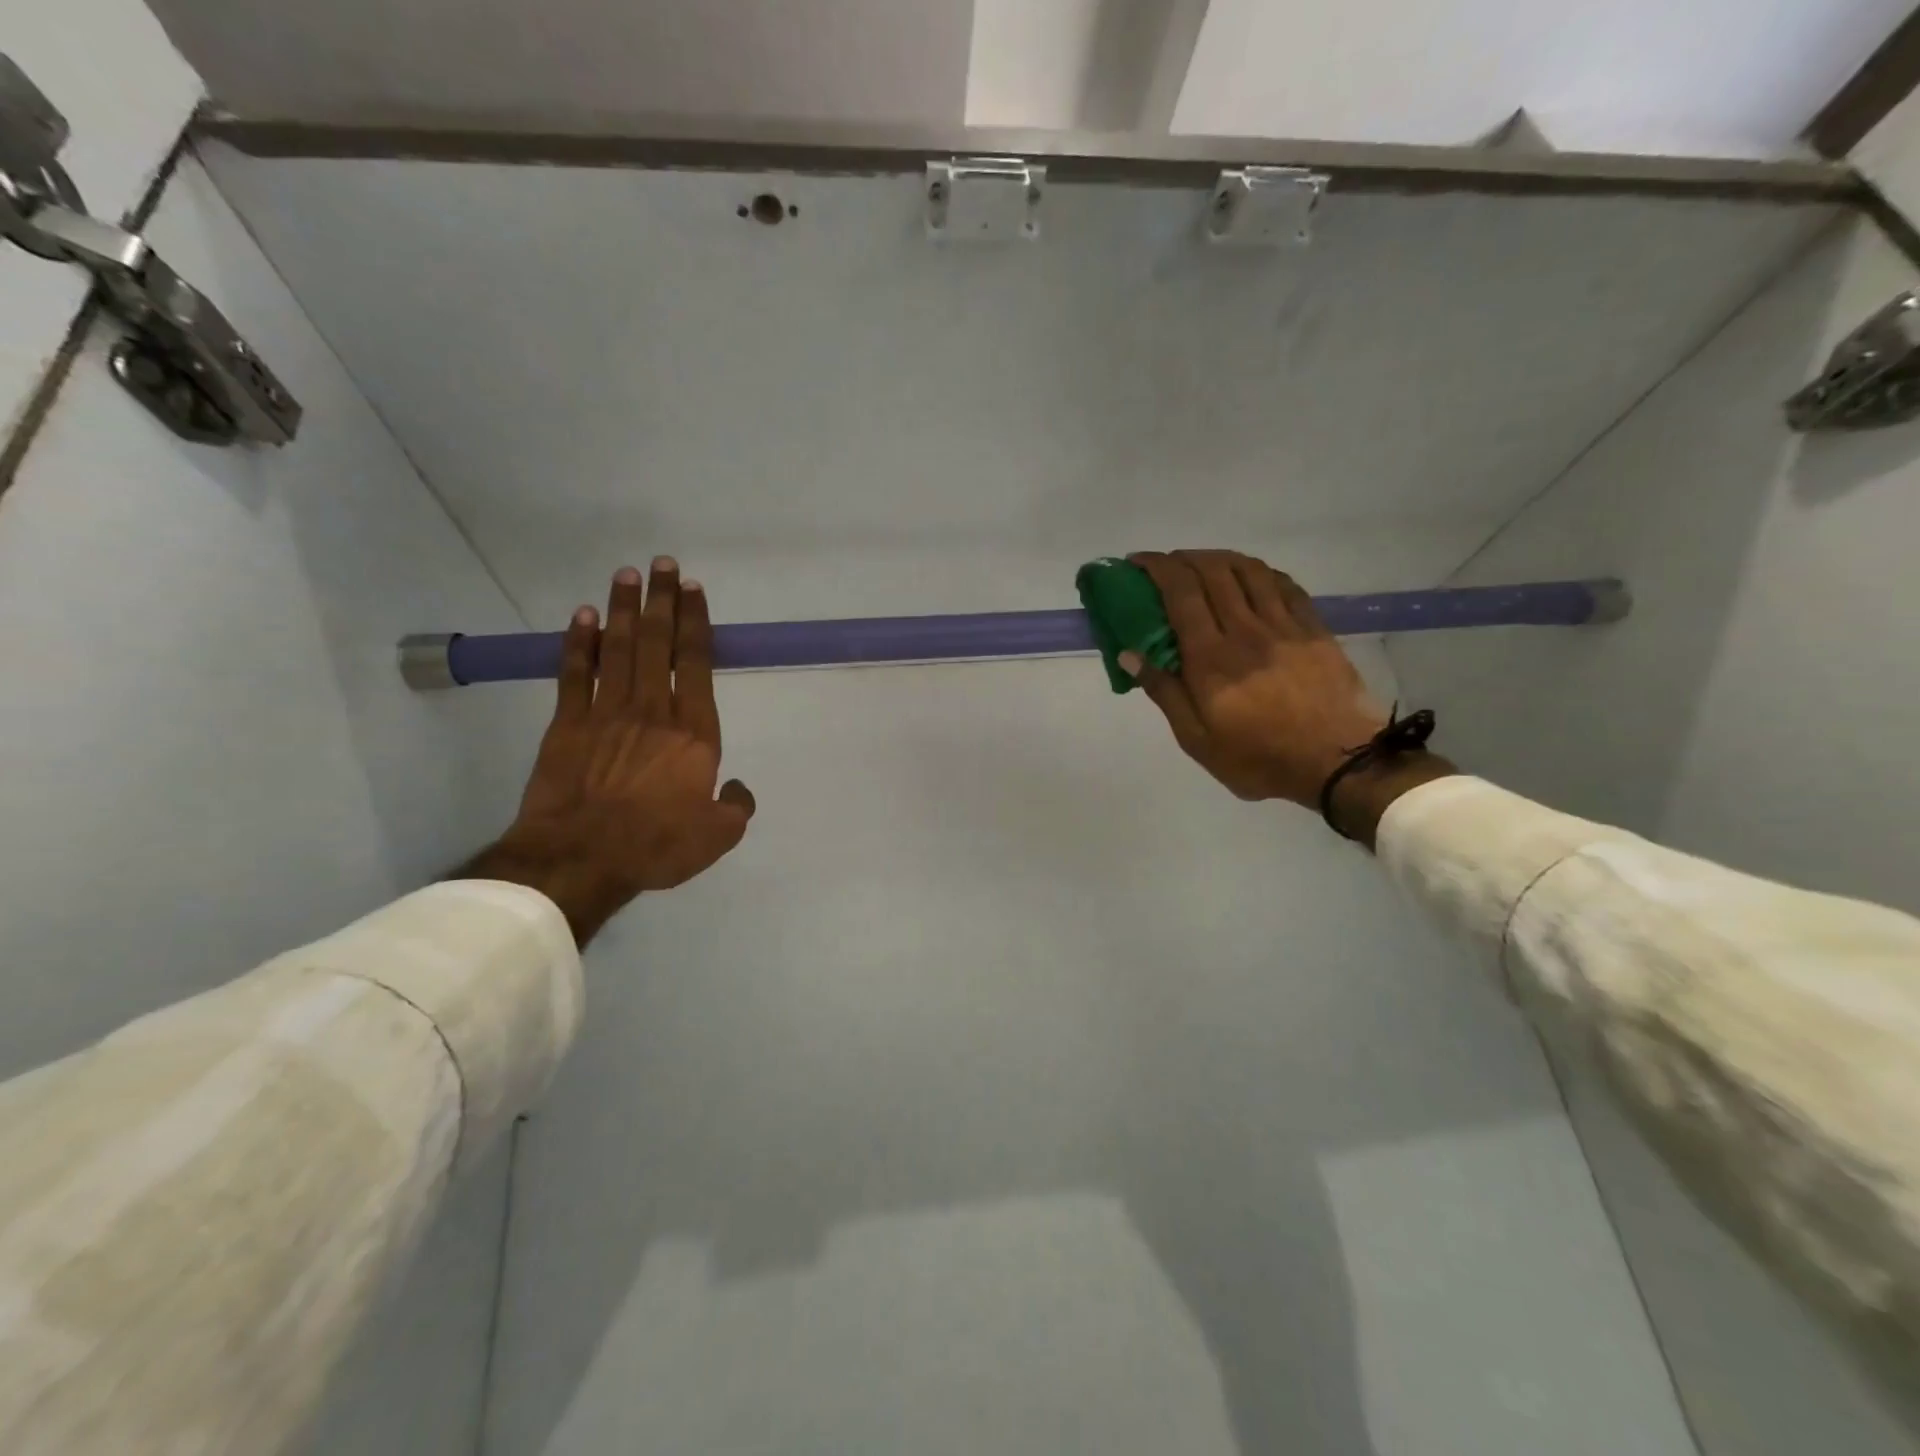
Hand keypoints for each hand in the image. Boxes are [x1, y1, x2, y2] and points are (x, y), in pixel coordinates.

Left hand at [464, 559, 754, 944]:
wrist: (581, 858)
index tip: (693, 590)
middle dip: (661, 600)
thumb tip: (738, 788)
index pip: (697, 663)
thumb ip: (736, 807)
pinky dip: (579, 643)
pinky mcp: (568, 724)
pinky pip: (575, 674)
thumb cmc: (656, 845)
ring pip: (618, 649)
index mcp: (694, 733)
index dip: (695, 623)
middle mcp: (653, 710)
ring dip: (623, 609)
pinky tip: (582, 617)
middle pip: (657, 643)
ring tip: (627, 574)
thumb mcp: (718, 836)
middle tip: (662, 564)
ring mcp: (607, 713)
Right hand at [1125, 551, 1452, 842]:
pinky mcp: (1314, 629)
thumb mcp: (1197, 739)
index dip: (1157, 568)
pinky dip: (1260, 572)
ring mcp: (1284, 625)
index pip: (1180, 593)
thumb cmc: (1258, 759)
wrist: (1339, 764)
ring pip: (1249, 570)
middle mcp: (1245, 630)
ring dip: (1220, 558)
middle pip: (1213, 572)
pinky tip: (1251, 578)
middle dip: (1183, 558)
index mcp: (1211, 658)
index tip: (1138, 562)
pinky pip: (1284, 585)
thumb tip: (1129, 654)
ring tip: (1204, 565)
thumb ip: (1164, 692)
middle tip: (1166, 565)